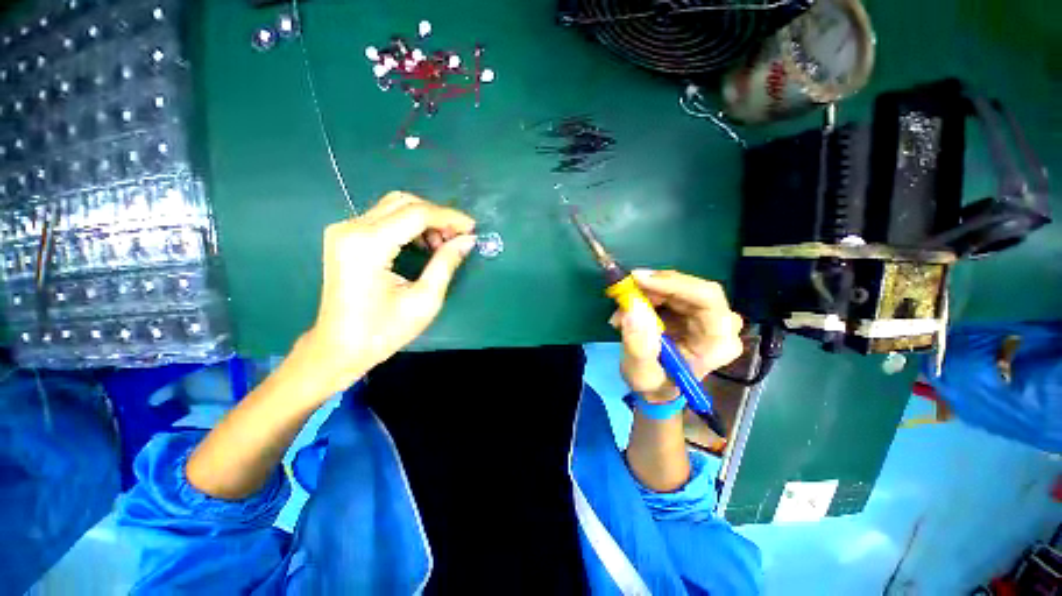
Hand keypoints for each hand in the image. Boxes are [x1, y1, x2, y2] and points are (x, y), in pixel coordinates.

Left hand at [298, 192, 476, 394]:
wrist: (340, 347)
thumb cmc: (384, 330)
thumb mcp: (424, 300)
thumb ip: (446, 264)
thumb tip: (468, 240)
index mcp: (369, 245)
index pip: (416, 214)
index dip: (449, 217)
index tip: (472, 228)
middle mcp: (351, 228)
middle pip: (404, 202)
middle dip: (437, 216)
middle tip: (458, 237)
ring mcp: (344, 230)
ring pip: (394, 206)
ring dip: (424, 219)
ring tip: (442, 245)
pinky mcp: (345, 237)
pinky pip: (384, 218)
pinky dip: (409, 225)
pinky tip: (422, 245)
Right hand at [611, 270, 743, 403]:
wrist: (659, 387)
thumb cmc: (655, 385)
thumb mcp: (642, 373)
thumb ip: (638, 345)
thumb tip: (631, 309)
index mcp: (718, 343)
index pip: (706, 299)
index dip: (673, 284)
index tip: (638, 280)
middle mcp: (721, 325)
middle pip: (692, 289)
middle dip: (655, 286)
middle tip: (625, 289)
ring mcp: (709, 315)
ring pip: (679, 287)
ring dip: (648, 291)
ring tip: (623, 306)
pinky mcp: (694, 310)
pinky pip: (671, 291)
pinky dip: (648, 294)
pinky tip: (632, 306)